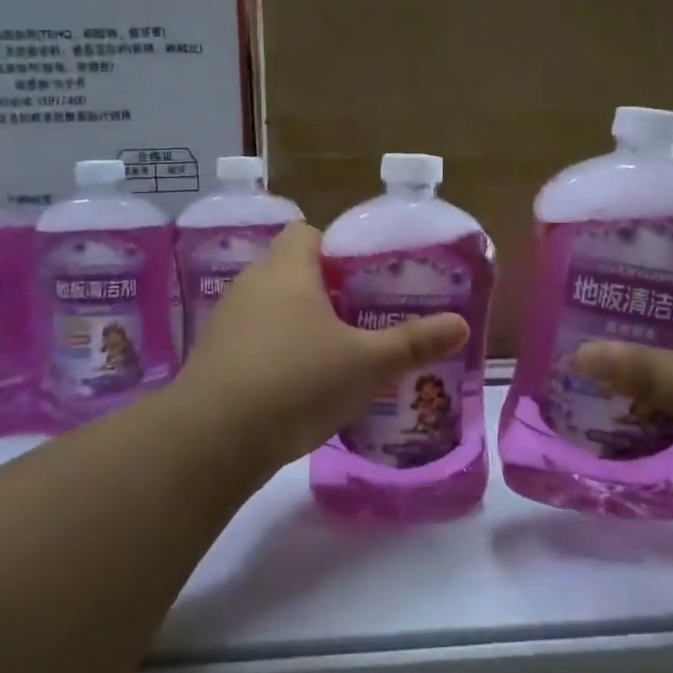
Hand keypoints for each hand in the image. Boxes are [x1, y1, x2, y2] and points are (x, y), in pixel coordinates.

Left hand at [174, 223, 469, 466]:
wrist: (213, 439)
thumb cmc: (297, 382)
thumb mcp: (366, 364)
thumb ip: (413, 343)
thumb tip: (461, 325)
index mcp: (287, 270)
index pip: (307, 232)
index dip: (337, 248)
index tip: (363, 277)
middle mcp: (251, 284)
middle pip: (290, 270)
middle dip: (323, 290)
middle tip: (359, 317)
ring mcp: (225, 321)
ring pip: (269, 308)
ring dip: (297, 323)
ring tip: (332, 353)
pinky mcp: (212, 357)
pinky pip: (251, 340)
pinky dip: (273, 352)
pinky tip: (295, 386)